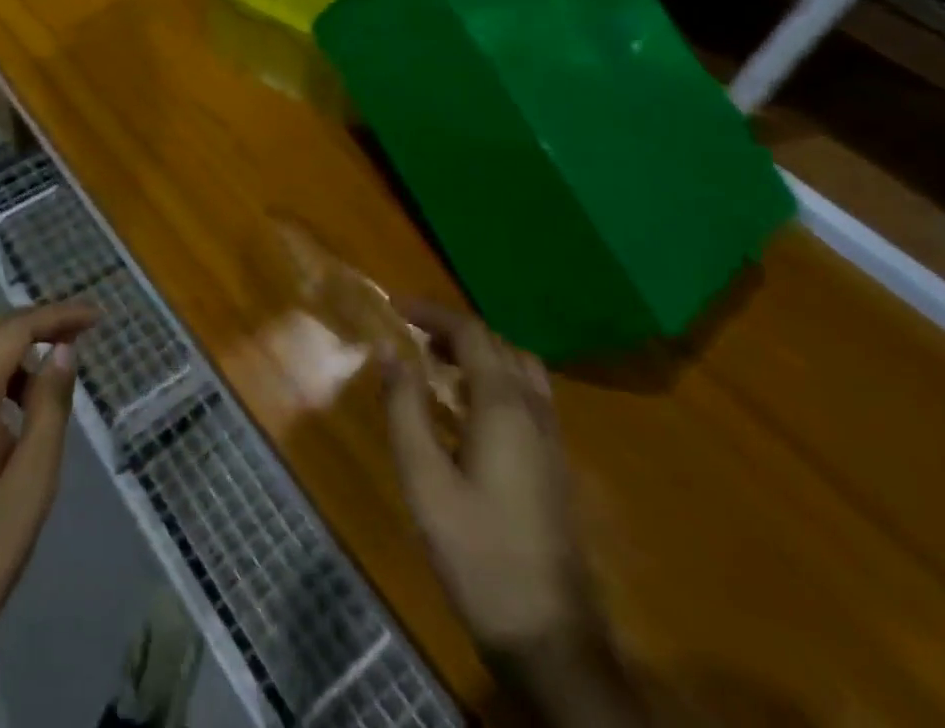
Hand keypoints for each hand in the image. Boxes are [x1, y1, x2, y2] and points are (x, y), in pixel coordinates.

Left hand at [0, 301, 96, 727]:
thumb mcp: (29, 488)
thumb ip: (49, 409)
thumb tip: (62, 351)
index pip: (13, 330)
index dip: (56, 316)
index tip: (95, 317)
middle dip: (29, 326)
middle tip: (73, 342)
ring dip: (5, 360)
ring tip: (43, 399)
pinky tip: (2, 433)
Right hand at [384, 303, 648, 726]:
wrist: (549, 638)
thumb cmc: (478, 553)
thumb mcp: (424, 480)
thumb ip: (404, 409)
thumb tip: (389, 351)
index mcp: (504, 406)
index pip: (471, 333)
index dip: (432, 312)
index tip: (395, 305)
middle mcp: (535, 411)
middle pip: (498, 344)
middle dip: (454, 329)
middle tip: (412, 334)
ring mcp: (552, 439)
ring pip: (519, 368)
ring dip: (479, 353)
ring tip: (437, 364)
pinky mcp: (555, 464)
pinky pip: (527, 395)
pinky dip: (495, 378)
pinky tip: (467, 409)